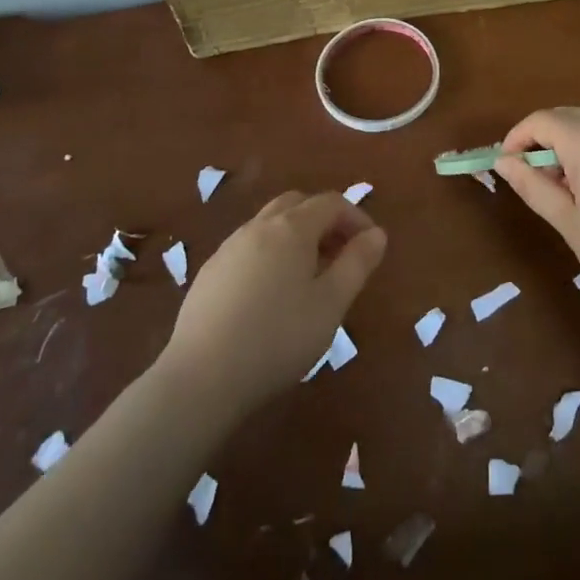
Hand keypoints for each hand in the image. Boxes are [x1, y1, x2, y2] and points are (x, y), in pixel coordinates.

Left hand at [161, 191, 386, 413]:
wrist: (202, 376)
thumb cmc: (278, 337)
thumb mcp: (331, 304)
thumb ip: (357, 264)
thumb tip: (376, 234)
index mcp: (291, 228)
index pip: (331, 203)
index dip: (356, 217)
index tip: (370, 245)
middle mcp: (258, 226)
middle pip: (297, 204)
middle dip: (324, 220)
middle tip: (340, 255)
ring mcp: (229, 247)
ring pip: (270, 224)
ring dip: (296, 236)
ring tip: (309, 277)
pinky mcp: (210, 272)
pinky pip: (248, 247)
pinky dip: (270, 254)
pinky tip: (271, 295)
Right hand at [495, 107, 579, 326]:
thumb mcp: (568, 222)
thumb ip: (532, 185)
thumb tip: (503, 161)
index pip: (542, 120)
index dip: (517, 138)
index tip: (505, 166)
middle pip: (567, 117)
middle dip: (542, 139)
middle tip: (531, 178)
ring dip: (570, 147)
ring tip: (565, 191)